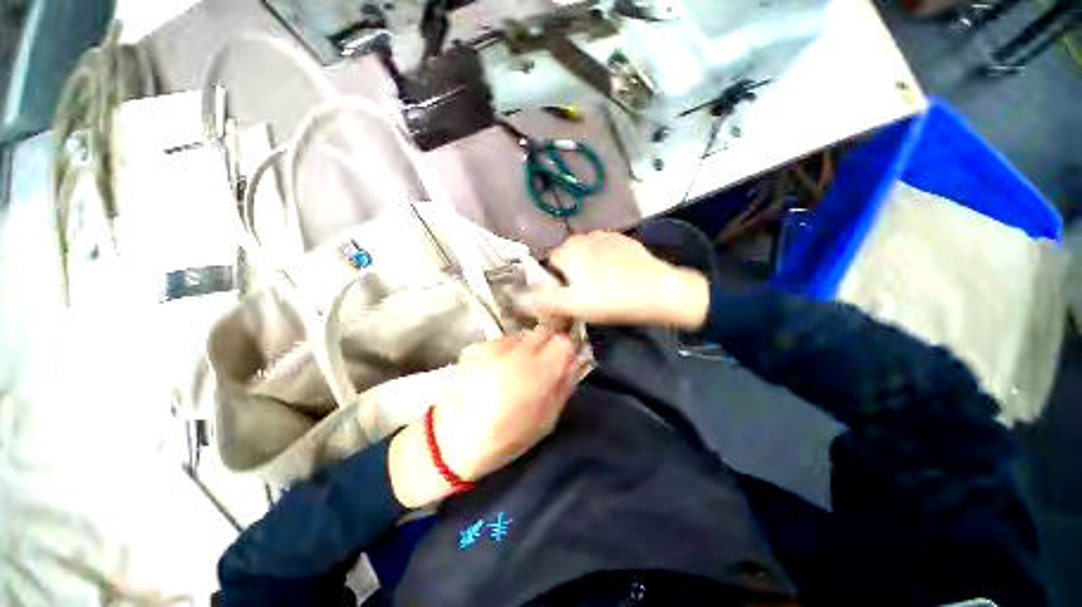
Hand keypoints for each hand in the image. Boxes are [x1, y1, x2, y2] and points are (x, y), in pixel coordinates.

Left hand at [389, 327, 585, 507]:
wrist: (453, 441)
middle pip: (544, 329)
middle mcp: (517, 351)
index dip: (567, 346)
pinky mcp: (475, 346)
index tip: (566, 356)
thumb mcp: (547, 419)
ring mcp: (493, 346)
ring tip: (515, 369)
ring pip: (522, 335)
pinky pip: (500, 342)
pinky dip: (504, 351)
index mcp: (538, 372)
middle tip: (542, 361)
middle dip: (549, 340)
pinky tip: (495, 370)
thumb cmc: (507, 437)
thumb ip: (565, 384)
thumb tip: (578, 360)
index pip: (564, 341)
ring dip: (526, 347)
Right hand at [518, 232, 710, 329]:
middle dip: (572, 275)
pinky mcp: (623, 240)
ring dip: (589, 269)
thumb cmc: (613, 299)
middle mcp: (584, 236)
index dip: (557, 283)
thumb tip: (515, 298)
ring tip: (605, 288)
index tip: (571, 298)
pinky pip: (604, 252)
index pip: (550, 265)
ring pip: (586, 255)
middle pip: (568, 258)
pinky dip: (605, 264)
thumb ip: (543, 300)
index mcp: (569, 249)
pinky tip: (618, 278)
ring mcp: (606, 235)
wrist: (660, 291)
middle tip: (588, 296)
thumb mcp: (574, 305)